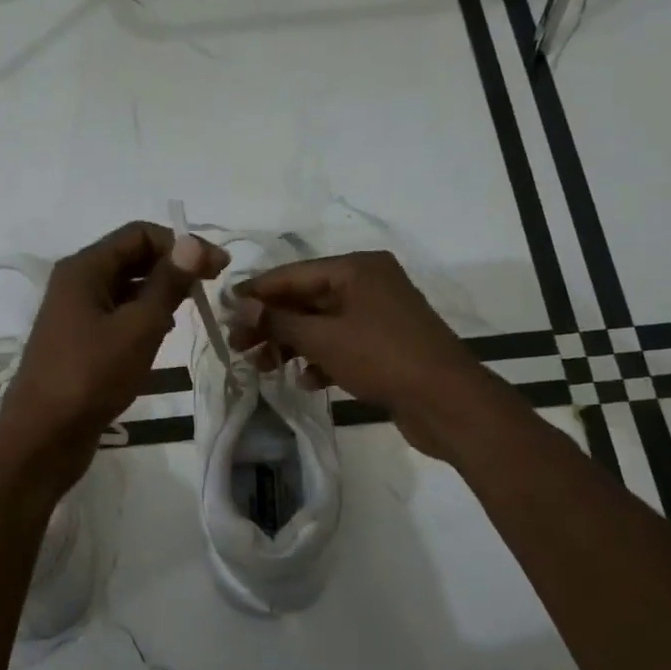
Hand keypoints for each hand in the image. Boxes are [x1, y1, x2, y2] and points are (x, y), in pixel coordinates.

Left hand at [0, 221, 228, 495]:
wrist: (44, 435)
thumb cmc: (91, 376)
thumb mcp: (138, 328)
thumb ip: (167, 284)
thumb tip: (193, 242)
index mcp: (84, 269)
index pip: (139, 234)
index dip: (182, 244)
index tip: (218, 268)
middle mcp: (76, 283)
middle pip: (132, 257)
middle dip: (173, 266)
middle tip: (211, 287)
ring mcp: (75, 314)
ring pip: (126, 288)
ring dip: (160, 292)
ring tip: (191, 309)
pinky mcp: (80, 342)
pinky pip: (117, 315)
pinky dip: (143, 316)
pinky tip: (163, 334)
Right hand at [230, 251, 485, 461]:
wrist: (446, 401)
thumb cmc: (382, 358)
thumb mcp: (324, 338)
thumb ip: (279, 321)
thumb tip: (240, 306)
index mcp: (357, 268)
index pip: (293, 273)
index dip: (257, 291)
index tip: (224, 309)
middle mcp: (368, 284)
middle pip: (306, 299)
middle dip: (271, 324)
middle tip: (237, 346)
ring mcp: (378, 316)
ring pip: (321, 325)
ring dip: (291, 345)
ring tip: (263, 367)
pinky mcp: (384, 346)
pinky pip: (341, 346)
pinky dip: (321, 360)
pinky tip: (307, 381)